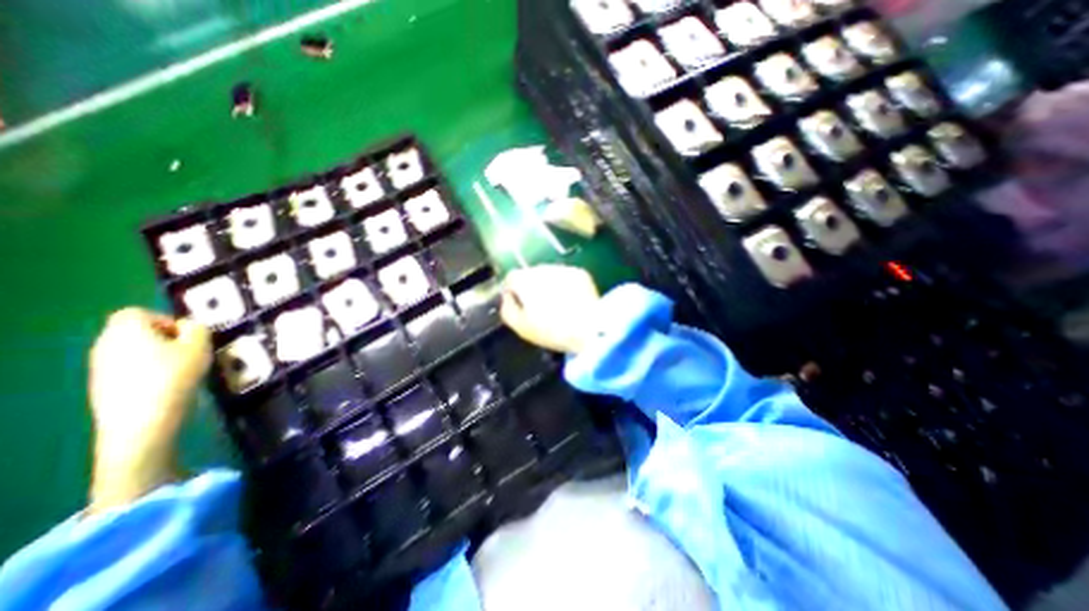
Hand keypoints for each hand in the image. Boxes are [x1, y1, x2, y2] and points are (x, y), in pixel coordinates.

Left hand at [86, 307, 209, 511]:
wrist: (141, 419)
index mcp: (126, 330)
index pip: (139, 312)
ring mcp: (101, 367)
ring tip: (184, 369)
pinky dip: (150, 371)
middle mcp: (106, 344)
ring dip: (160, 355)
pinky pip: (130, 368)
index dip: (166, 319)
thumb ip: (197, 329)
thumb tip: (190, 326)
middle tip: (191, 352)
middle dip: (166, 338)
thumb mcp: (199, 346)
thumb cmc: (174, 376)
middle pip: (136, 331)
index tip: (187, 335)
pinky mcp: (104, 385)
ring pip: (134, 350)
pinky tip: (169, 385)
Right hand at [502, 264, 603, 355]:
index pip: (511, 277)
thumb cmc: (551, 331)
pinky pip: (567, 277)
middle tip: (540, 306)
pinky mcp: (580, 273)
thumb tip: (507, 297)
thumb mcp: (521, 327)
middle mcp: (543, 269)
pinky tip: (571, 301)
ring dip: (549, 284)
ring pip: (550, 274)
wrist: (589, 329)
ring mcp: (563, 269)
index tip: (519, 303)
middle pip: (531, 274)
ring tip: (558, 304)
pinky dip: (566, 285)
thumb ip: (507, 308)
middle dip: (532, 287)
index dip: (513, 290)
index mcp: (525, 280)